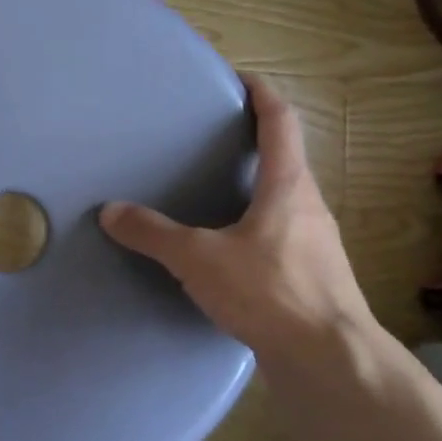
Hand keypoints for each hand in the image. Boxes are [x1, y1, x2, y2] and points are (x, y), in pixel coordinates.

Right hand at [100, 74, 378, 386]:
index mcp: (288, 186)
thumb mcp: (199, 259)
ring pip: (282, 202)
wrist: (330, 362)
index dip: (262, 94)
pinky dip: (253, 229)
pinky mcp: (312, 279)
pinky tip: (226, 253)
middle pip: (285, 161)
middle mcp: (308, 208)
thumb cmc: (270, 292)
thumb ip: (154, 234)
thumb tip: (111, 211)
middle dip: (253, 144)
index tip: (241, 78)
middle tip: (212, 140)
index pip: (281, 123)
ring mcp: (315, 245)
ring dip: (254, 190)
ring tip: (213, 194)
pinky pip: (279, 238)